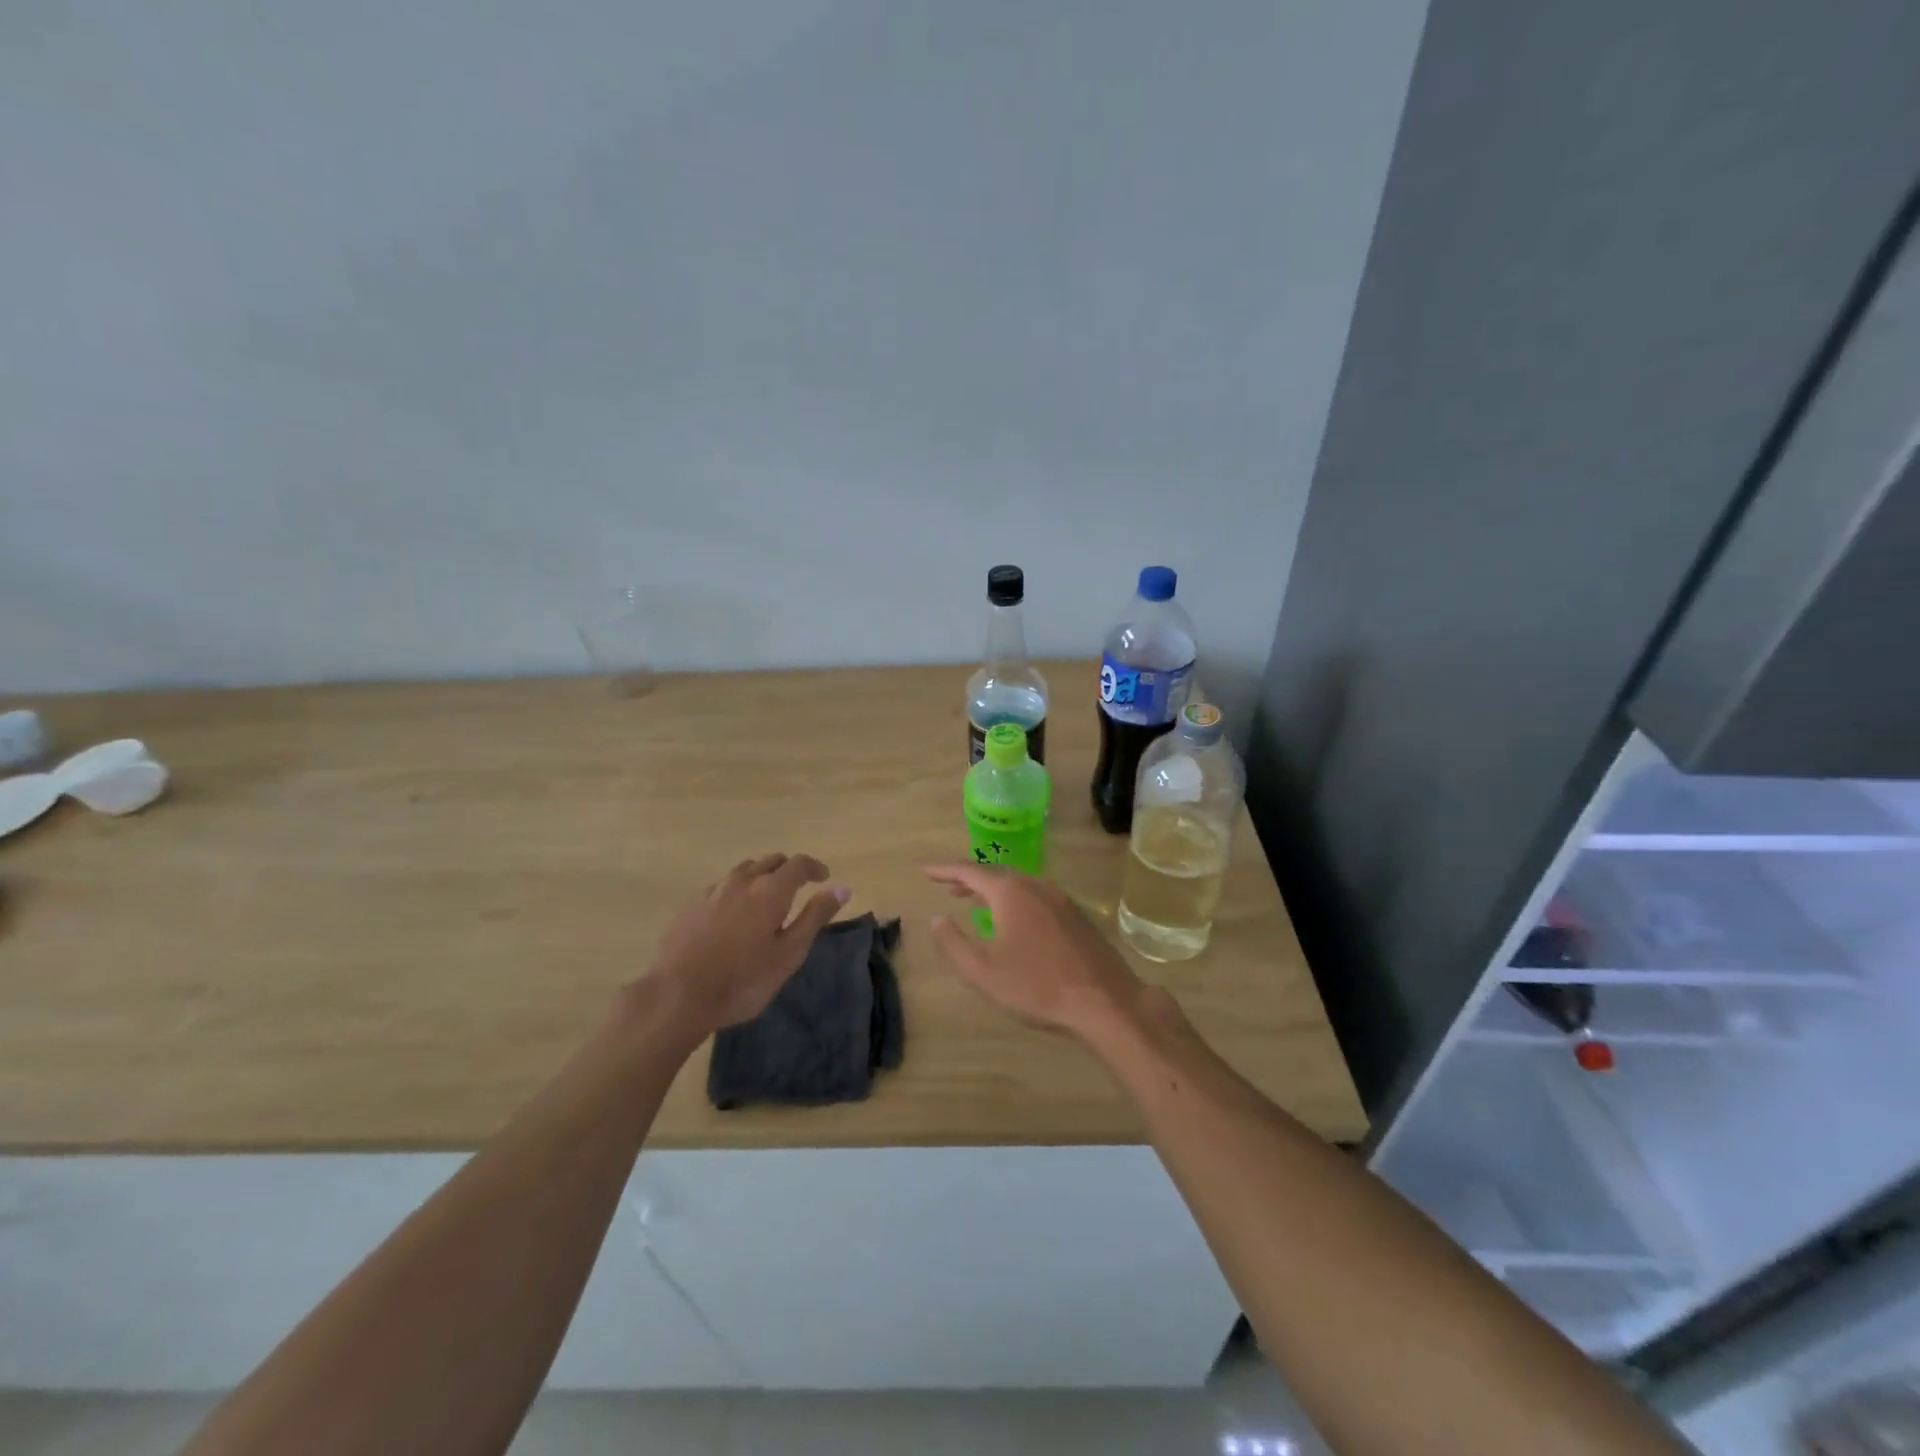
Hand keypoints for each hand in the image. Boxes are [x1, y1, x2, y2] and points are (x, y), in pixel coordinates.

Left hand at [643, 854, 849, 1036]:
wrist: (677, 996)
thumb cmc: (743, 979)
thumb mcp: (789, 953)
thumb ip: (815, 916)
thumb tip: (842, 887)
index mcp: (770, 890)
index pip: (798, 863)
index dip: (814, 867)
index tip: (824, 878)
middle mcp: (742, 881)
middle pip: (770, 861)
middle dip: (788, 870)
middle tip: (797, 889)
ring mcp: (712, 891)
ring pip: (743, 871)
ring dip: (760, 876)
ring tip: (764, 900)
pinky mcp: (690, 906)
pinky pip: (721, 887)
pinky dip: (735, 892)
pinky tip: (732, 916)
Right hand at [923, 865, 1142, 1039]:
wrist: (1105, 1001)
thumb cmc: (1037, 987)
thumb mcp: (983, 972)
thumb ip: (954, 943)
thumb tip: (937, 918)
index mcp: (1010, 892)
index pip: (969, 871)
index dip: (944, 870)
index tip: (925, 871)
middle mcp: (1035, 885)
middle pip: (996, 874)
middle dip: (970, 879)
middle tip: (949, 887)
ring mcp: (1060, 898)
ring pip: (1019, 884)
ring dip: (994, 890)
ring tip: (976, 902)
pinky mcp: (1076, 915)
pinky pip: (1037, 896)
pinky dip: (1016, 900)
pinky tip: (1014, 920)